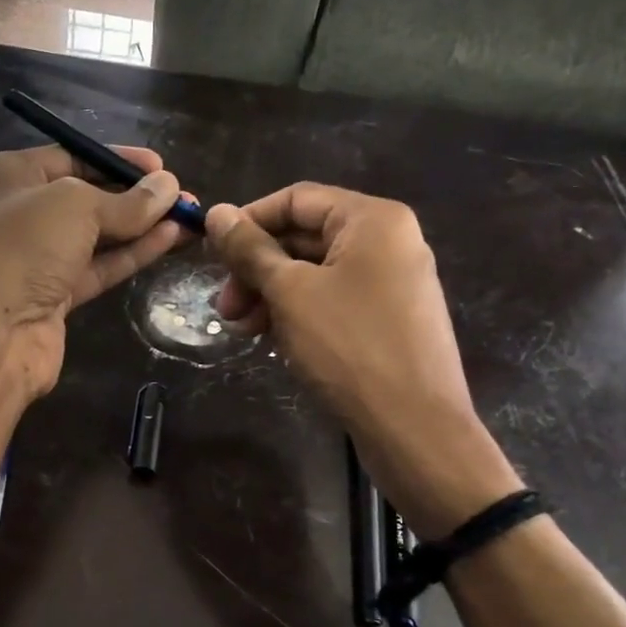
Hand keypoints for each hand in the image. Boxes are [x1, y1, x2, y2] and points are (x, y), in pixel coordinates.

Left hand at [0, 145, 186, 401]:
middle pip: (85, 198)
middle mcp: (18, 214)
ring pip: (96, 236)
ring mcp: (35, 259)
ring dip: (141, 227)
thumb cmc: (20, 247)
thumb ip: (125, 201)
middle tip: (181, 195)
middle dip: (134, 196)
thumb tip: (168, 188)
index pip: (70, 157)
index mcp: (7, 176)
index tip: (161, 167)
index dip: (116, 160)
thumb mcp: (75, 206)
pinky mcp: (52, 298)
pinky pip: (98, 268)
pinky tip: (170, 240)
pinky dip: (131, 254)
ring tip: (188, 216)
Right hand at [206, 184, 520, 537]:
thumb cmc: (348, 346)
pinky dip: (297, 311)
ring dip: (270, 294)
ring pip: (314, 272)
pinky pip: (332, 298)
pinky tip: (270, 338)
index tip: (212, 253)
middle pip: (304, 236)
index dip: (248, 221)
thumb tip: (216, 212)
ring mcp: (392, 281)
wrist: (413, 427)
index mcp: (372, 220)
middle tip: (224, 307)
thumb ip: (251, 249)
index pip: (296, 200)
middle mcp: (388, 241)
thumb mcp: (289, 292)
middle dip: (256, 268)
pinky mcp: (388, 317)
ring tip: (241, 330)